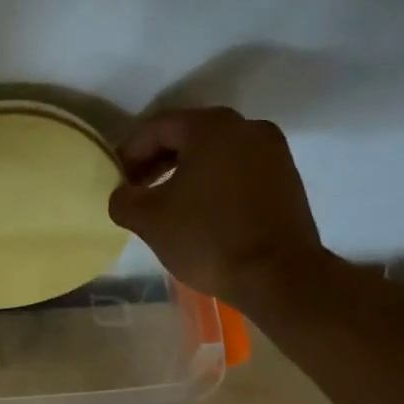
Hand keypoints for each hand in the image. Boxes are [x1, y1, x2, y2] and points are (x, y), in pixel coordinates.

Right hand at [108, 107, 328, 304]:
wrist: (280, 277)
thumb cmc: (208, 238)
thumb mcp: (148, 220)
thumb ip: (123, 199)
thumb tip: (123, 195)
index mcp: (211, 127)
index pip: (156, 128)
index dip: (129, 153)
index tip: (116, 180)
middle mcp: (246, 127)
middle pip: (188, 136)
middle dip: (157, 162)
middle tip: (136, 191)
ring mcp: (273, 151)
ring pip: (215, 153)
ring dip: (185, 173)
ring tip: (166, 204)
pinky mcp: (287, 177)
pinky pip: (238, 169)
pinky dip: (214, 182)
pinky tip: (200, 211)